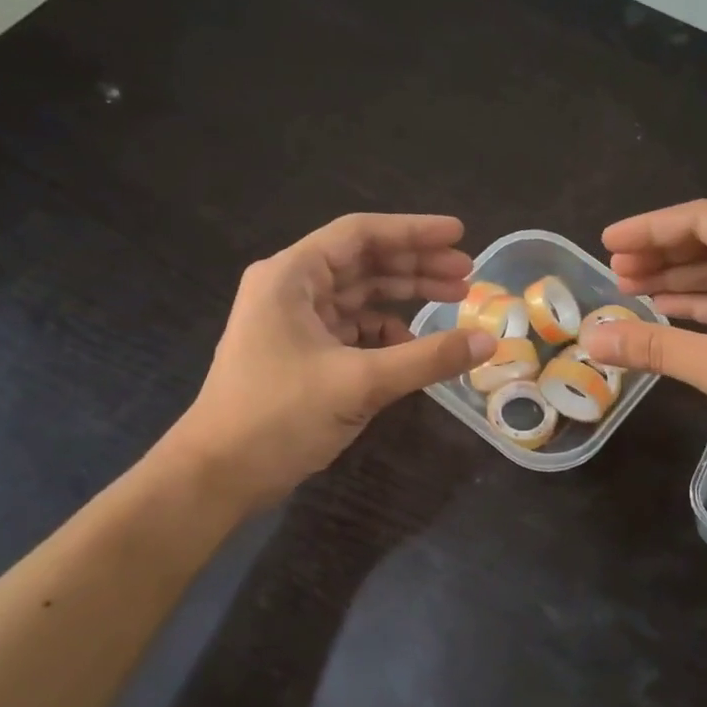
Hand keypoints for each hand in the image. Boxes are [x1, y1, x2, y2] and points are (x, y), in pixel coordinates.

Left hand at [166, 214, 493, 505]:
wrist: (218, 475)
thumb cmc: (278, 415)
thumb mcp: (360, 382)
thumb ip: (427, 358)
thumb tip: (488, 342)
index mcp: (292, 277)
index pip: (361, 235)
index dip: (414, 231)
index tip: (460, 235)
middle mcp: (292, 290)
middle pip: (364, 263)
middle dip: (417, 266)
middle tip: (468, 275)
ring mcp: (296, 324)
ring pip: (361, 297)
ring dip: (406, 297)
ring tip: (455, 301)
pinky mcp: (303, 355)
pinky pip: (354, 331)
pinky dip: (387, 335)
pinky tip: (415, 348)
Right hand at [581, 200, 706, 479]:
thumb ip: (657, 348)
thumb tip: (593, 339)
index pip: (705, 220)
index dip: (651, 229)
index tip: (608, 244)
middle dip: (663, 256)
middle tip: (615, 273)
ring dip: (682, 284)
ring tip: (632, 292)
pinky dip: (706, 311)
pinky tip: (673, 317)